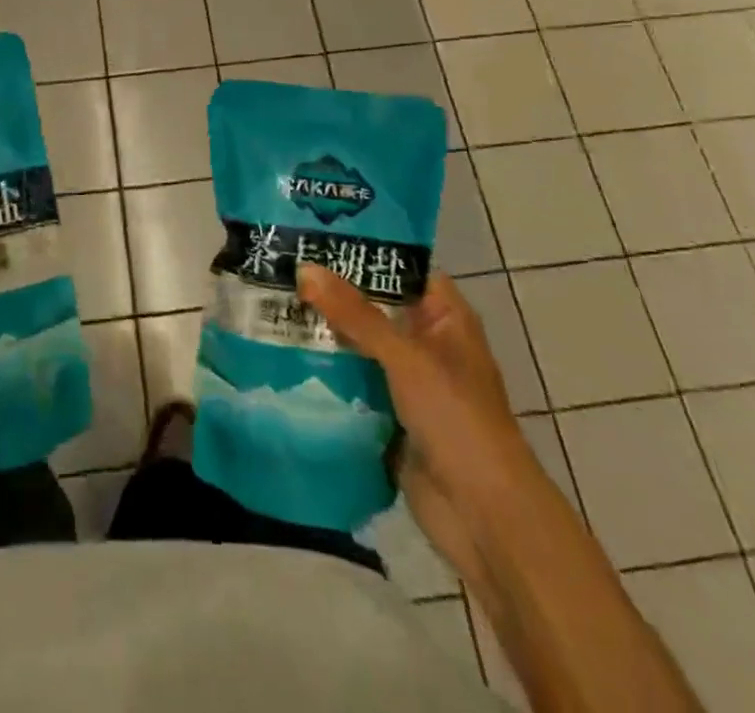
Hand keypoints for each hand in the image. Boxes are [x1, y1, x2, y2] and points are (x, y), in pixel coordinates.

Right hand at [296, 267, 538, 575]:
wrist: (484, 518)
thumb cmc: (458, 420)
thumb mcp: (406, 357)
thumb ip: (355, 314)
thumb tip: (304, 268)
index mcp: (445, 318)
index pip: (400, 268)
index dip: (363, 251)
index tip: (314, 235)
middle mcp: (426, 342)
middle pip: (373, 306)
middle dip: (331, 292)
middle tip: (280, 266)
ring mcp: (407, 381)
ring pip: (358, 345)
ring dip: (323, 332)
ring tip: (270, 303)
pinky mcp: (388, 415)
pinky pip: (351, 382)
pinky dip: (325, 371)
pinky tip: (282, 354)